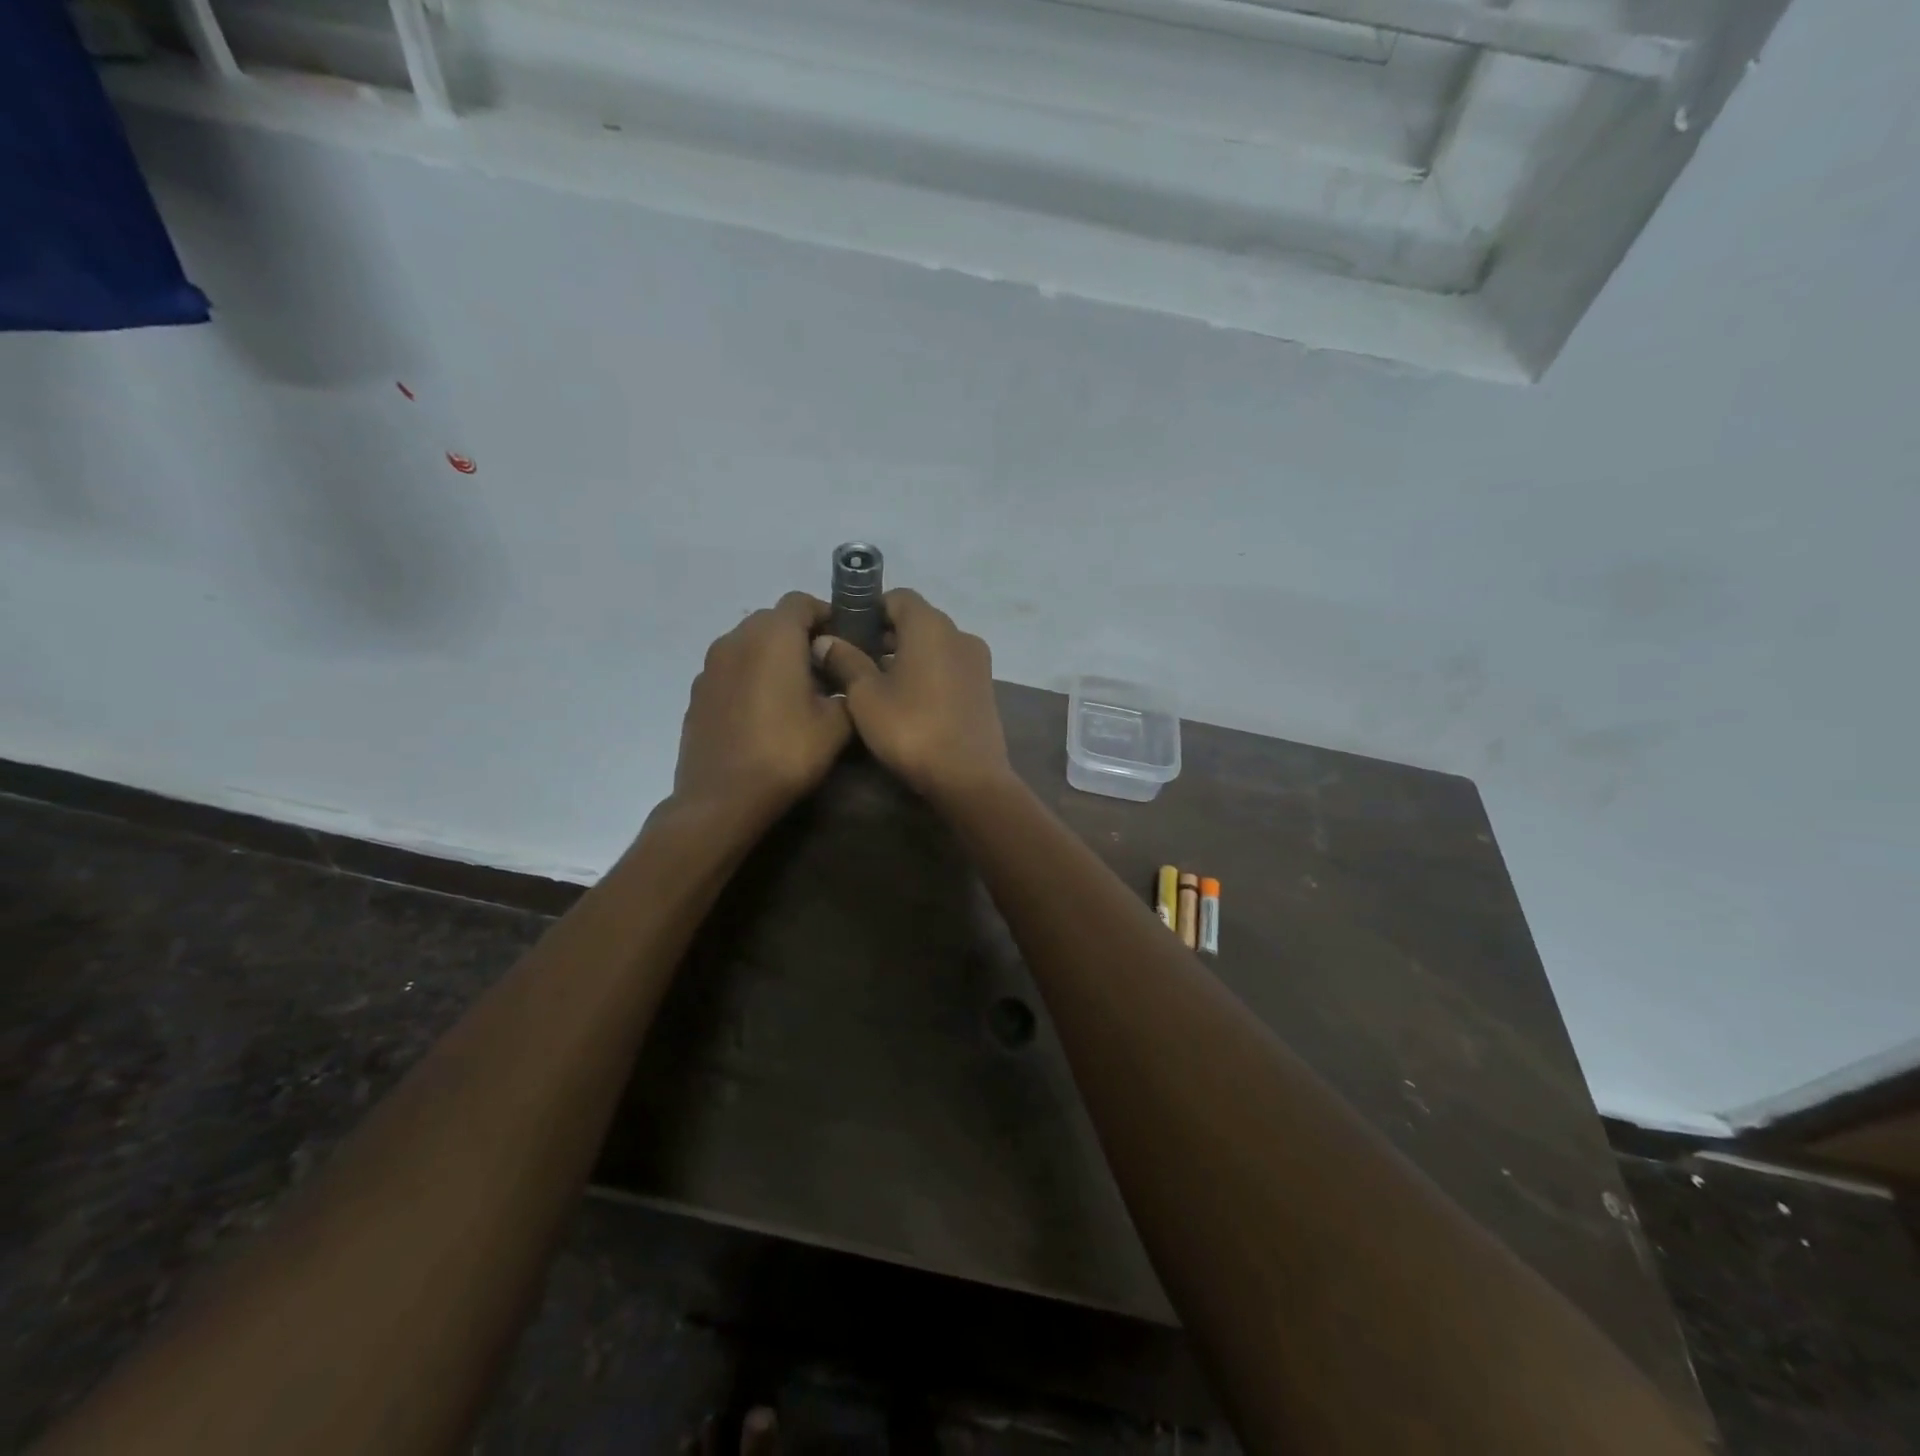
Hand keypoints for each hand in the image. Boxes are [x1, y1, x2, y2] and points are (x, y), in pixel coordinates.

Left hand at [672, 593, 851, 819]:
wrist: (722, 798)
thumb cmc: (786, 754)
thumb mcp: (837, 725)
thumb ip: (848, 688)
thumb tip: (844, 678)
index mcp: (773, 637)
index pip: (801, 602)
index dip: (826, 615)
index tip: (845, 640)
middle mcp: (736, 640)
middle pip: (772, 619)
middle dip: (799, 635)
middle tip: (824, 668)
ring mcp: (710, 666)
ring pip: (748, 644)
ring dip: (772, 656)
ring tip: (793, 690)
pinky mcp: (697, 692)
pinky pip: (731, 669)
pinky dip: (750, 677)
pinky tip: (763, 712)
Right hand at [814, 588, 1010, 802]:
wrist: (968, 777)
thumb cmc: (911, 728)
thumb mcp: (866, 696)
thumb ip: (845, 661)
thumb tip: (825, 640)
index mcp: (931, 626)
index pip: (898, 597)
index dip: (870, 609)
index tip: (847, 633)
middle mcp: (960, 634)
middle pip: (918, 621)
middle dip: (886, 635)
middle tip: (856, 662)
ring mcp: (978, 662)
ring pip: (935, 646)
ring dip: (907, 656)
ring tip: (879, 685)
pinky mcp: (985, 689)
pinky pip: (950, 667)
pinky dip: (928, 673)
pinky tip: (909, 702)